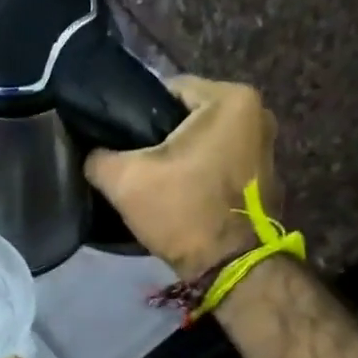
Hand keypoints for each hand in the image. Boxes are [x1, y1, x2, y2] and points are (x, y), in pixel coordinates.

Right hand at [84, 75, 282, 274]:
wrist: (229, 267)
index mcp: (231, 99)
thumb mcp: (125, 182)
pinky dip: (200, 175)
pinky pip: (220, 164)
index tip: (120, 144)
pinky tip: (181, 197)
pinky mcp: (264, 178)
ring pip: (204, 143)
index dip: (136, 116)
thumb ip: (98, 158)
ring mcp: (266, 147)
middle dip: (160, 140)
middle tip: (134, 168)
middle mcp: (258, 113)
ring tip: (155, 185)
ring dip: (180, 159)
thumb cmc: (183, 212)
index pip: (167, 90)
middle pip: (188, 118)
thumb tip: (91, 154)